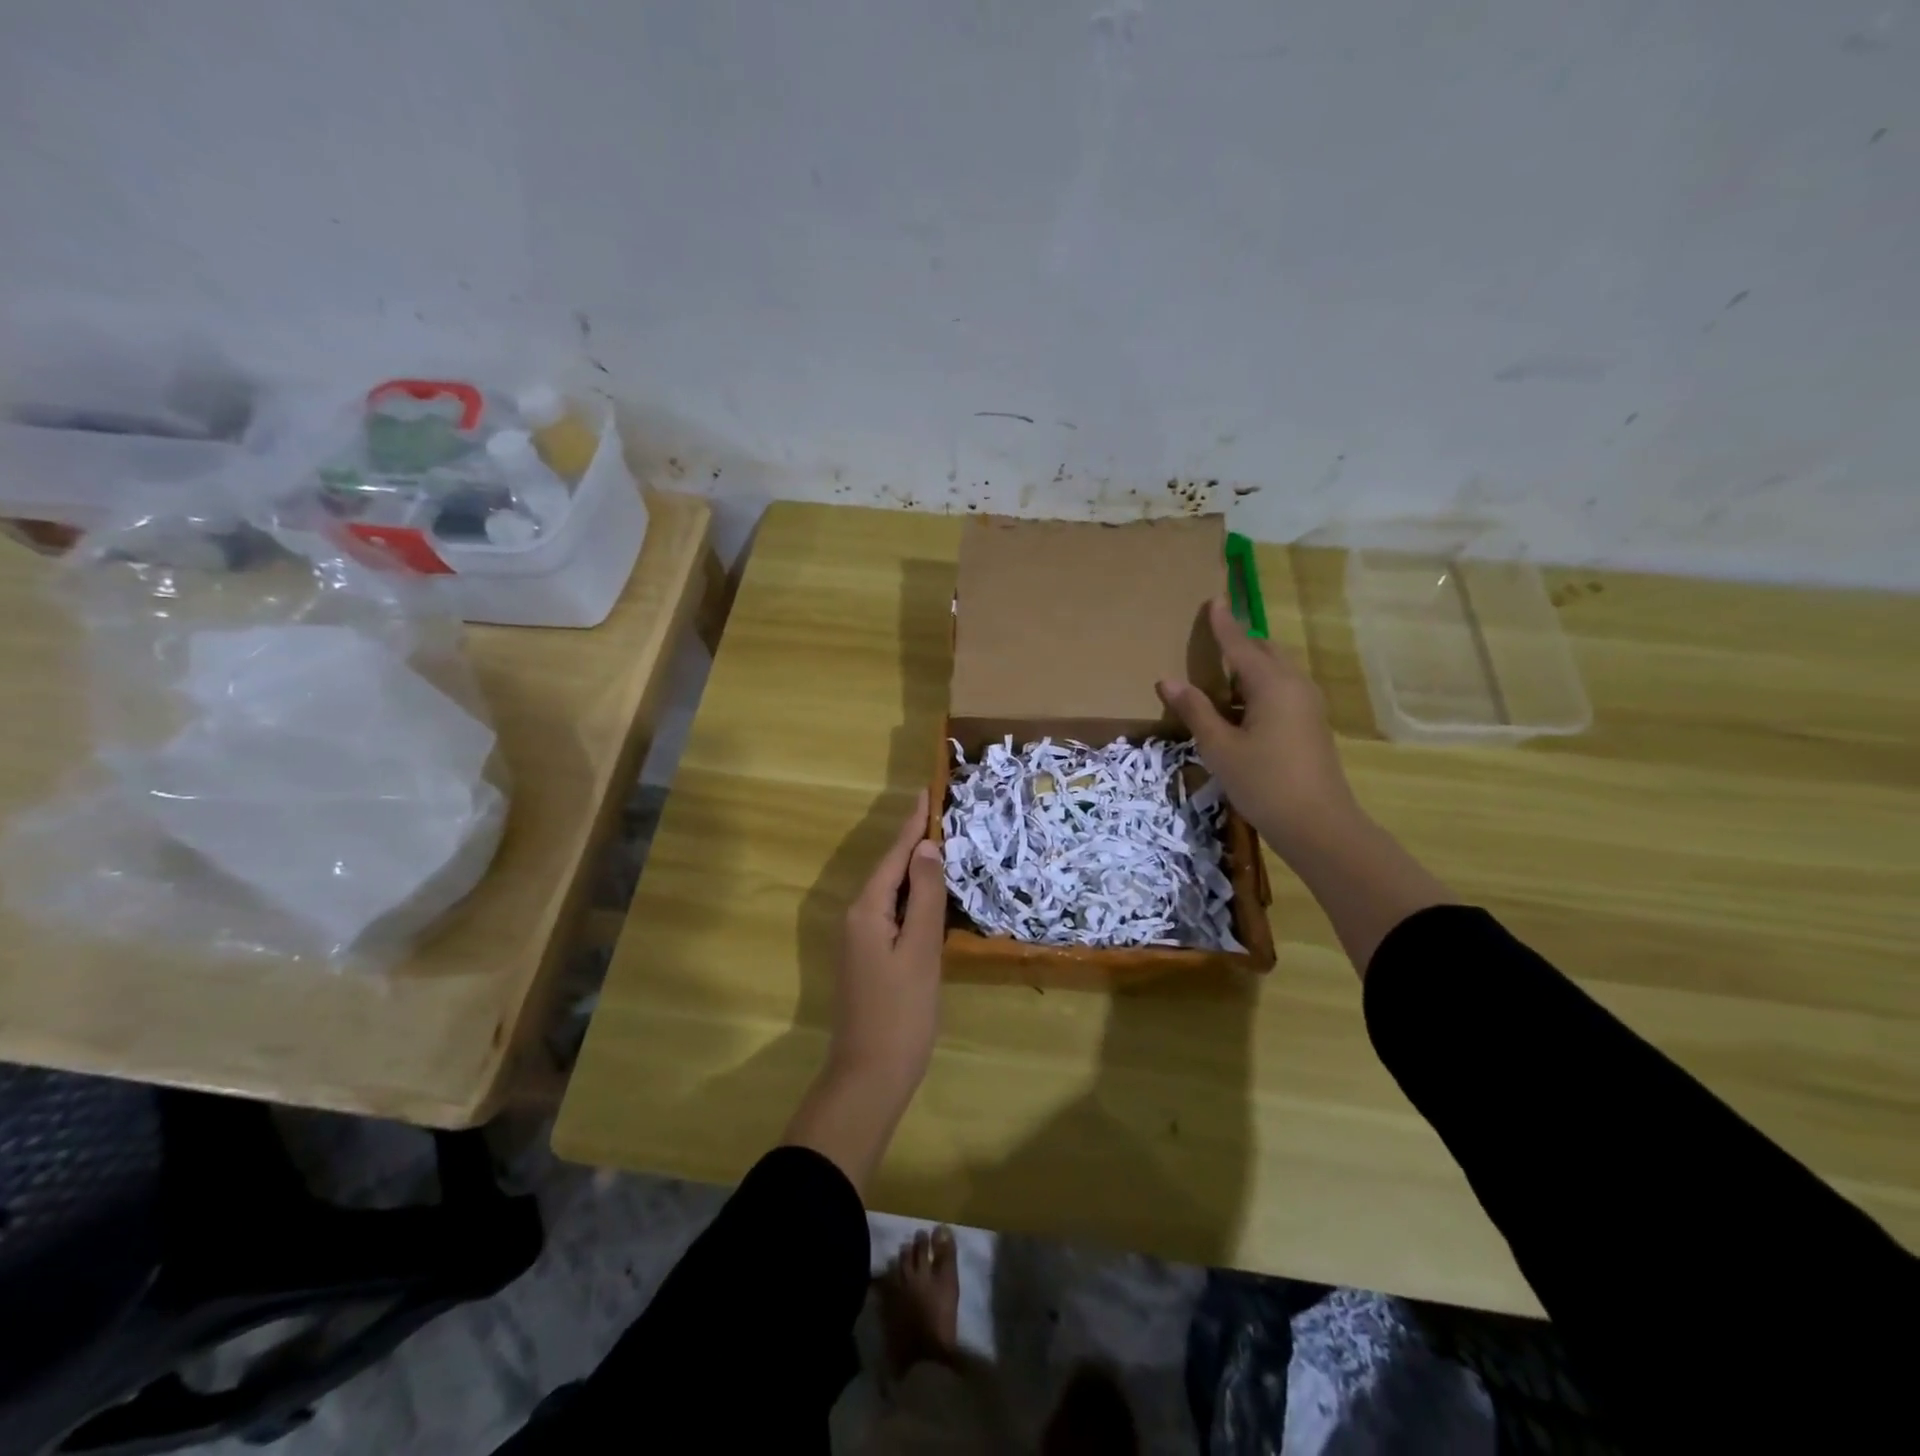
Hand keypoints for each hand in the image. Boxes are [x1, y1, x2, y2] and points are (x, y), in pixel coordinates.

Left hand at [830, 788, 946, 1093]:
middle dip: (913, 842)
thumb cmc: (901, 1013)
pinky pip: (891, 914)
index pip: (894, 855)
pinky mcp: (867, 958)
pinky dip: (911, 898)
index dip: (912, 824)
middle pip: (889, 869)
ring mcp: (859, 940)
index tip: (925, 792)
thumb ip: (926, 897)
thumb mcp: (920, 951)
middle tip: (939, 813)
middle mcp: (856, 917)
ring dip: (913, 869)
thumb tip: (926, 847)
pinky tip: (928, 897)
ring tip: (938, 844)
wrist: (869, 1077)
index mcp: (867, 910)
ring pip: (890, 892)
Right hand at [1157, 598, 1358, 856]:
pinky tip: (1240, 709)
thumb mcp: (1219, 747)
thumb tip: (1168, 680)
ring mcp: (1308, 706)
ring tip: (1220, 678)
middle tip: (1212, 641)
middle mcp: (1294, 686)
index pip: (1241, 644)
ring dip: (1249, 668)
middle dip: (1240, 643)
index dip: (1223, 623)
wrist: (1318, 824)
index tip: (1213, 599)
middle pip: (1265, 652)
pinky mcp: (1311, 725)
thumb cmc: (1263, 782)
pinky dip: (1258, 688)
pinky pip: (1282, 691)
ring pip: (1275, 673)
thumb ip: (1195, 709)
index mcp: (1272, 684)